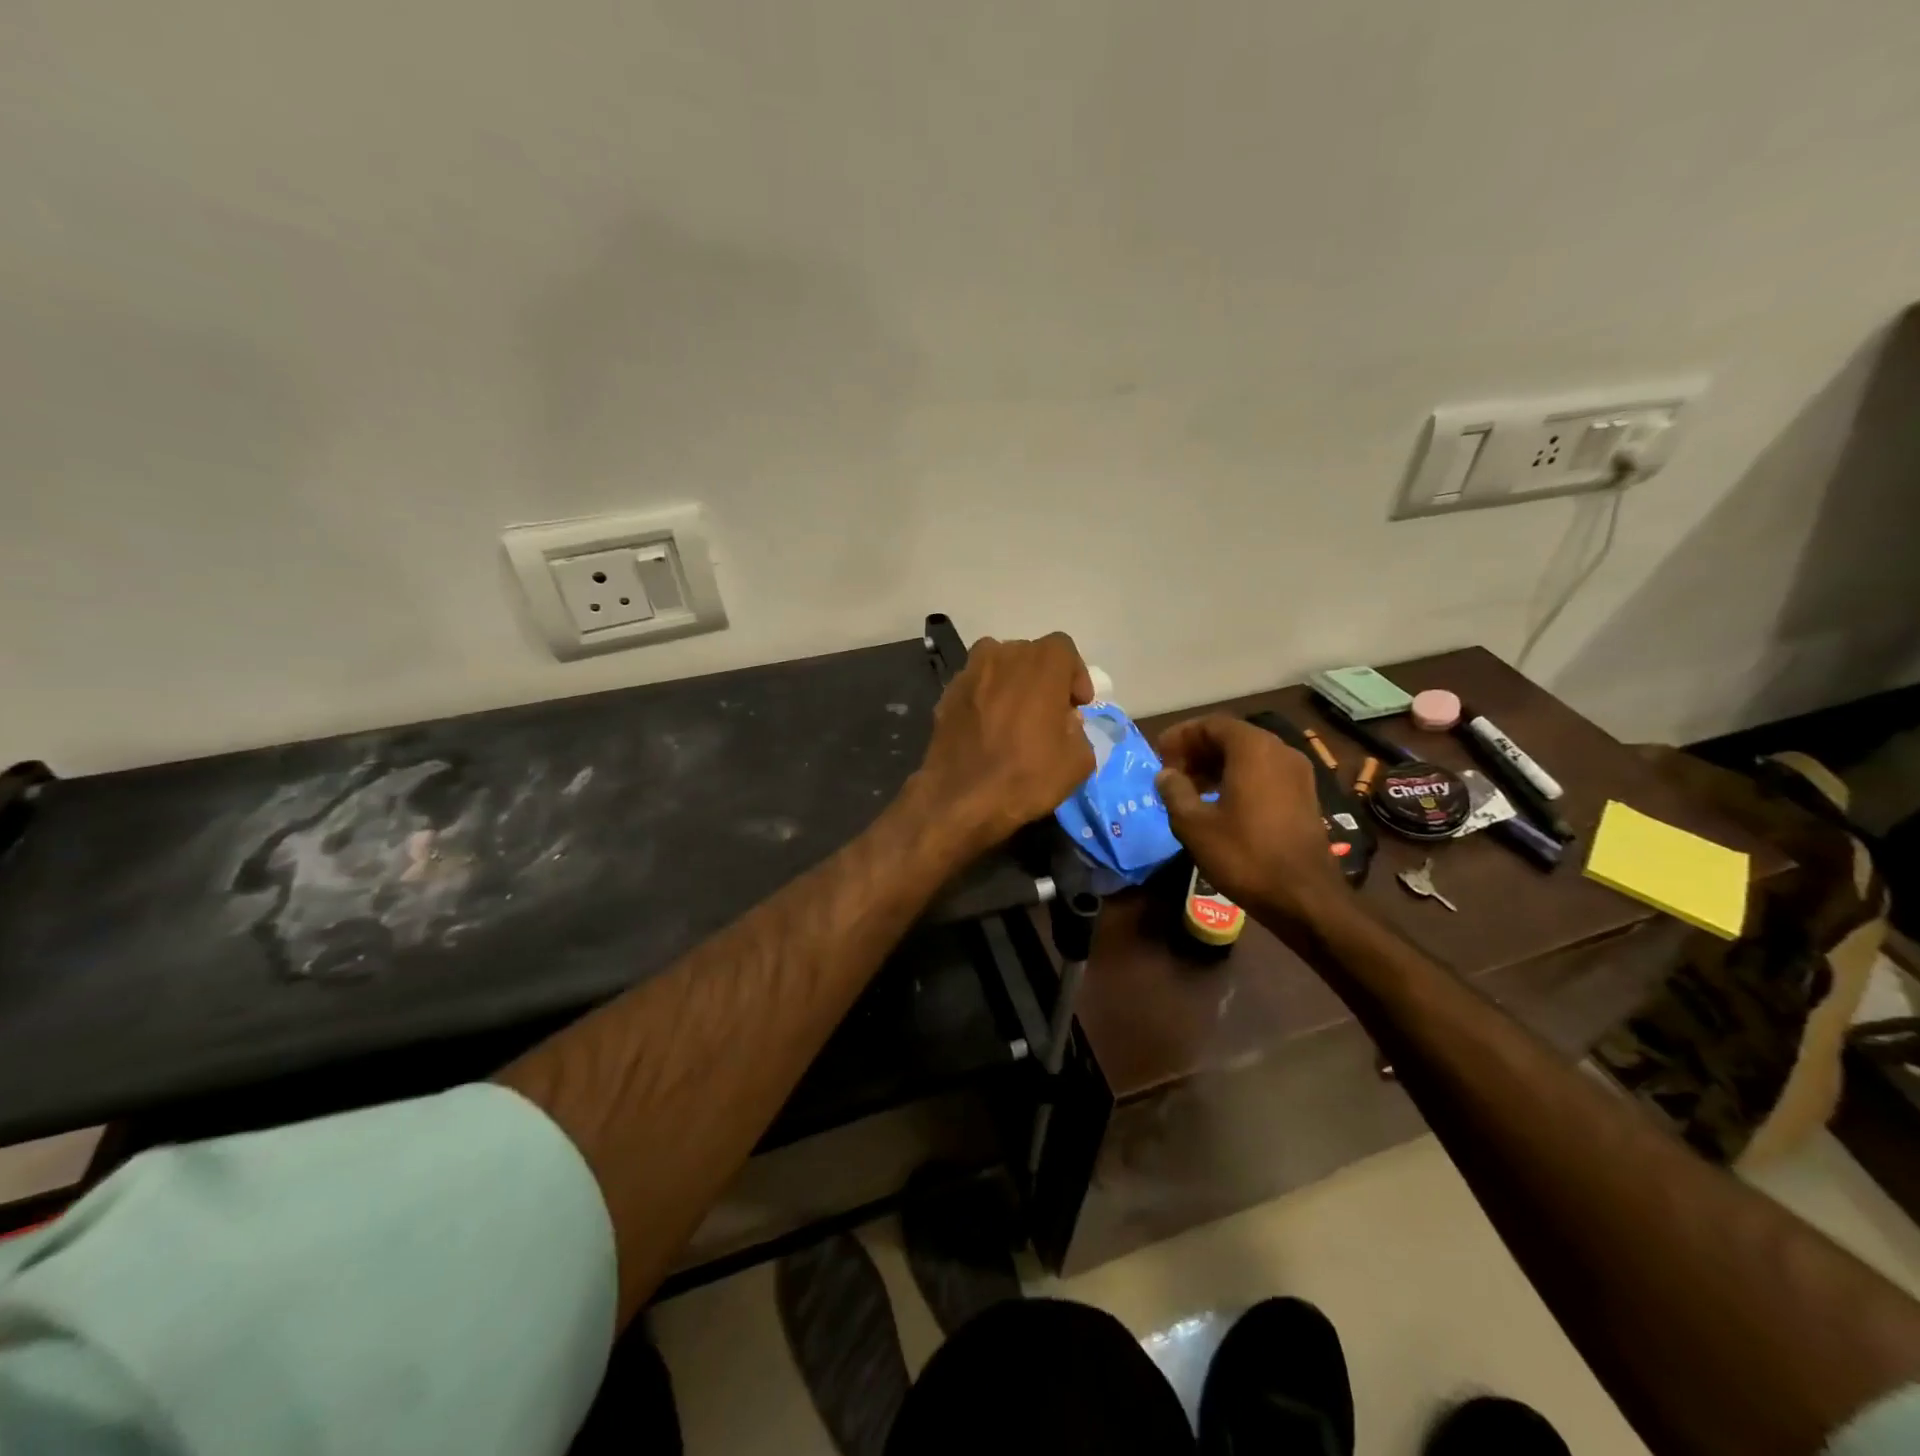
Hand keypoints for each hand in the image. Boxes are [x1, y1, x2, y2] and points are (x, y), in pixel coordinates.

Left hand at [912, 633, 1095, 854]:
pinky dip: (985, 698)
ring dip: (1011, 682)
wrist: (960, 799)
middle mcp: (1003, 655)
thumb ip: (1078, 730)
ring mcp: (969, 672)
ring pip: (998, 665)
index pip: (1064, 649)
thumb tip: (1065, 720)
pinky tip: (987, 728)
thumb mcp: (1078, 761)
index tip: (1077, 704)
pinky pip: (974, 686)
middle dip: (1043, 678)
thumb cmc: (1026, 777)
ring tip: (1015, 714)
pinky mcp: (946, 694)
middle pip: (1029, 654)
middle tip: (1048, 710)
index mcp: (1041, 663)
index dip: (1074, 675)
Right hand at [1154, 715, 1347, 923]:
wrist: (1303, 897)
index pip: (1211, 724)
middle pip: (1232, 737)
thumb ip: (1174, 791)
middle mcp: (1280, 751)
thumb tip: (1166, 774)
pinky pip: (1265, 773)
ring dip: (1217, 765)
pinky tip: (1219, 804)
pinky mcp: (1304, 795)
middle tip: (1172, 772)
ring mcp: (1297, 773)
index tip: (1159, 754)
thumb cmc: (1244, 855)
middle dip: (1198, 750)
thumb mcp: (1194, 824)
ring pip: (1249, 755)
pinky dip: (1238, 778)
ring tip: (1190, 790)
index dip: (1181, 735)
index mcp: (1253, 749)